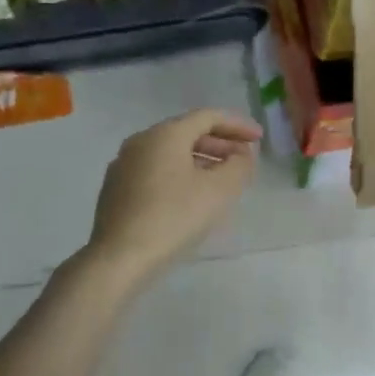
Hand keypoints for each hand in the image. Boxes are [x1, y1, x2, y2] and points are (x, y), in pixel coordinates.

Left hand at [84, 108, 260, 282]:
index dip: (237, 125)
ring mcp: (123, 165)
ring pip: (169, 154)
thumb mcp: (219, 191)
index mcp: (165, 134)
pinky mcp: (116, 189)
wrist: (121, 257)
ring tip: (221, 179)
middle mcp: (140, 141)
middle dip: (219, 143)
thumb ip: (239, 166)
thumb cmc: (174, 217)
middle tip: (242, 159)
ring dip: (200, 160)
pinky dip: (179, 174)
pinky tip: (190, 196)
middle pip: (186, 133)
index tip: (258, 138)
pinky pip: (155, 171)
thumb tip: (242, 155)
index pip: (207, 117)